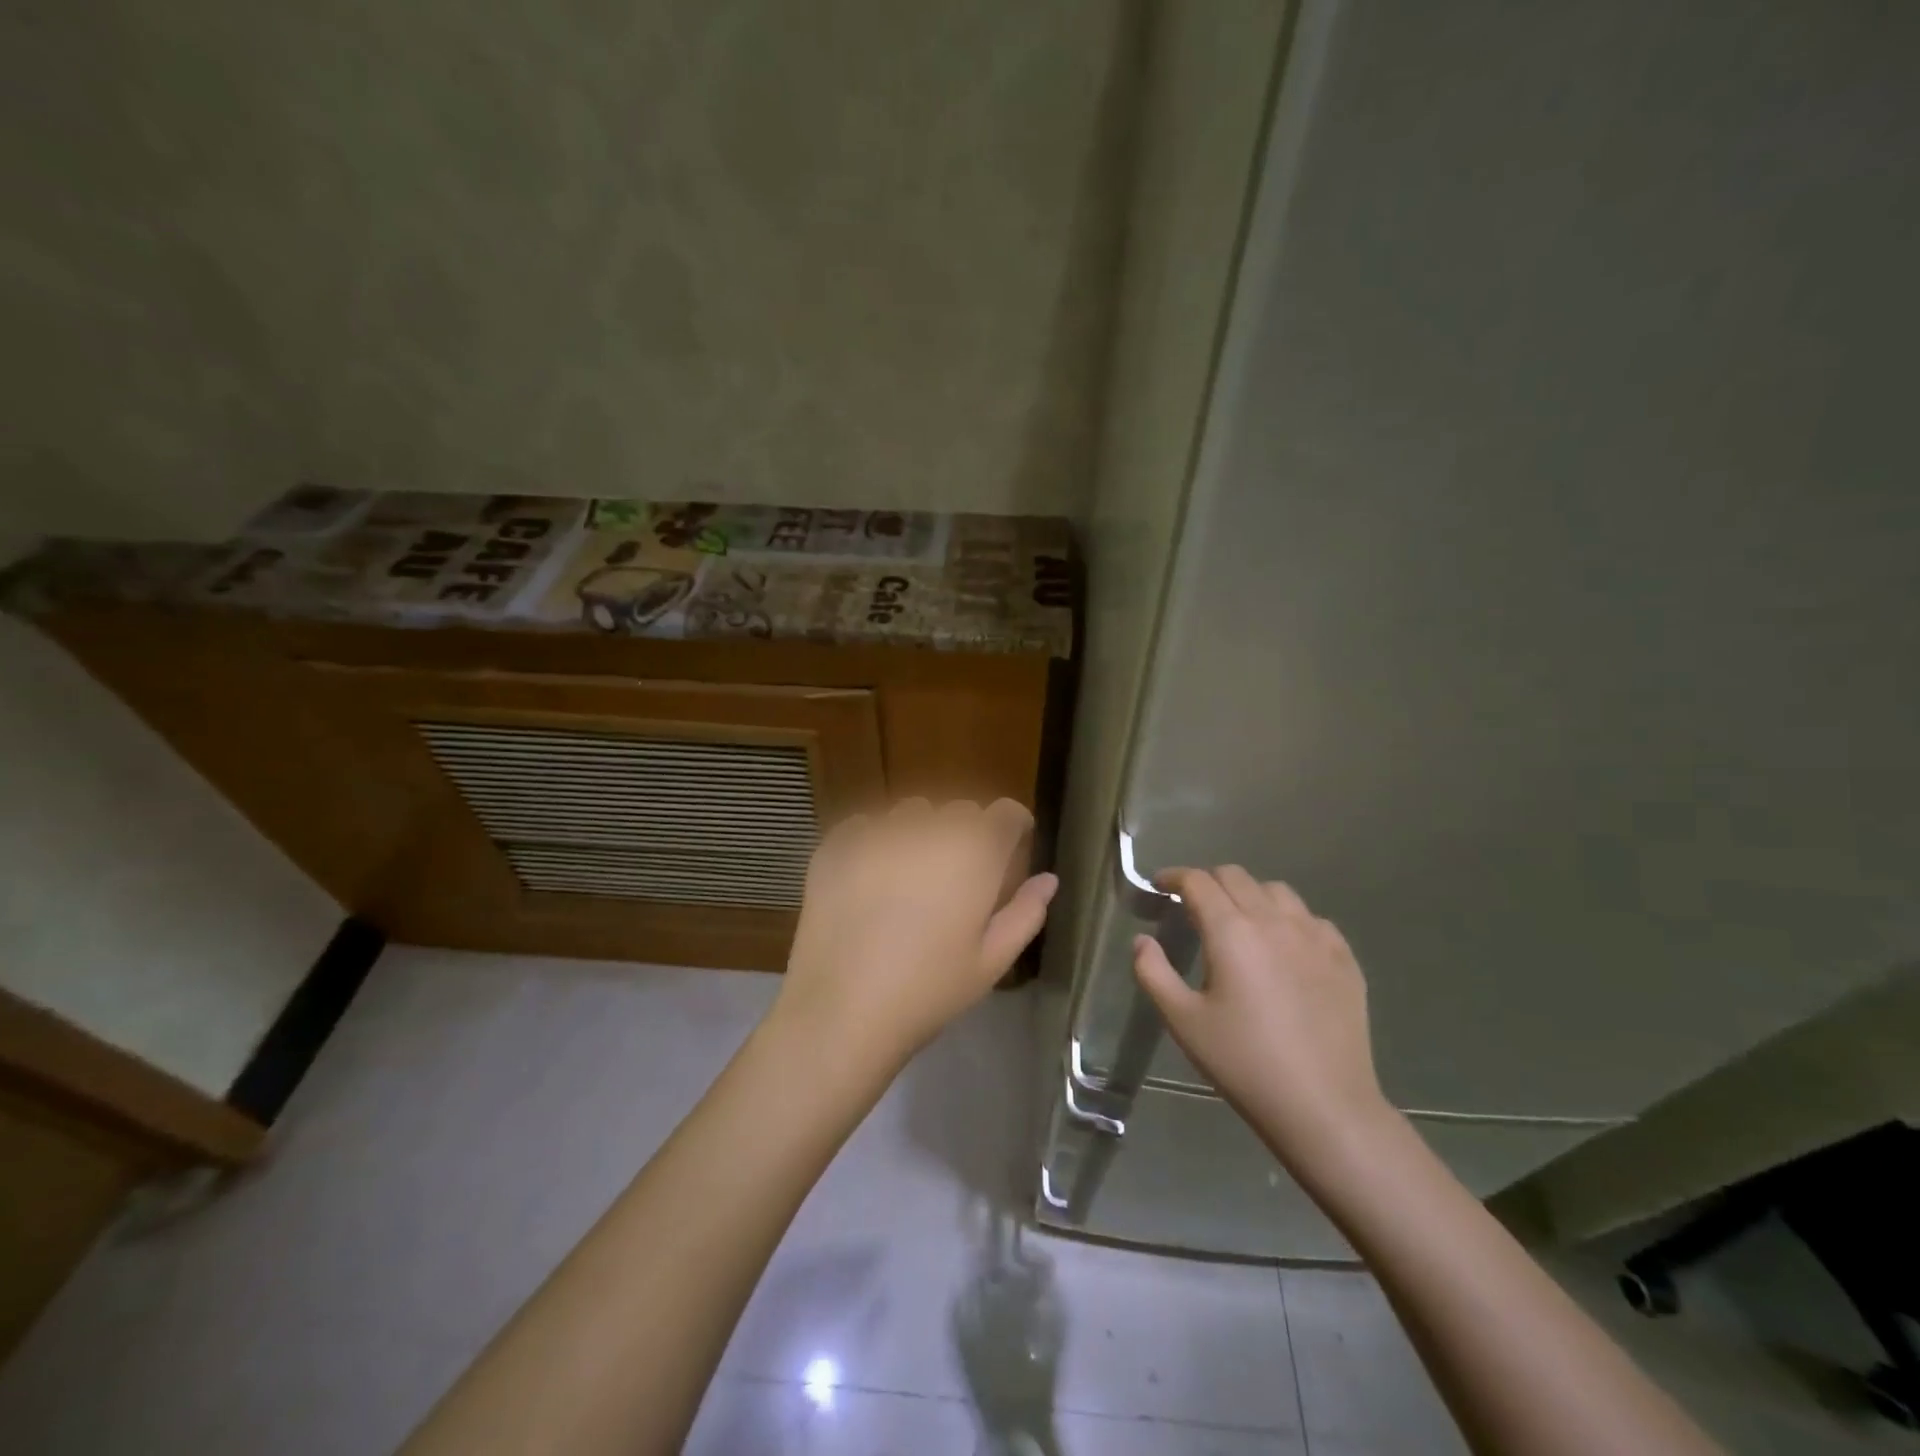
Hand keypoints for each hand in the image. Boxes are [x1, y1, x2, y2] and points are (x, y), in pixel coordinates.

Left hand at [775, 798, 1057, 1069]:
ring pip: (911, 813)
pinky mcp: (836, 844)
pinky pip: (864, 826)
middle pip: (959, 811)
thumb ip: (1026, 912)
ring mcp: (878, 832)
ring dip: (920, 833)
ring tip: (909, 877)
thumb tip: (1048, 879)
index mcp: (974, 852)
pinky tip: (867, 881)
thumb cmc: (929, 991)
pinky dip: (873, 843)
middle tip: (956, 876)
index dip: (1011, 827)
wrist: (843, 1010)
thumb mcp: (991, 961)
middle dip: (966, 833)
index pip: (1005, 813)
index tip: (1009, 849)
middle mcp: (929, 828)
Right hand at [1133, 867, 1392, 1167]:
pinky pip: (1311, 918)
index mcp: (1231, 931)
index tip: (1160, 886)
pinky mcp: (1343, 957)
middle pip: (1236, 876)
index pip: (1198, 881)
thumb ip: (1153, 972)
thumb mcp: (1183, 1021)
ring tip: (1240, 922)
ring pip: (1276, 891)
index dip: (1174, 877)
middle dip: (1208, 881)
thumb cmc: (1244, 1063)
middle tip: (1194, 906)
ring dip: (1249, 895)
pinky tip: (1283, 947)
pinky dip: (1288, 919)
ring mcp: (1315, 936)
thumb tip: (1143, 940)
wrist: (1323, 1106)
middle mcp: (1274, 921)